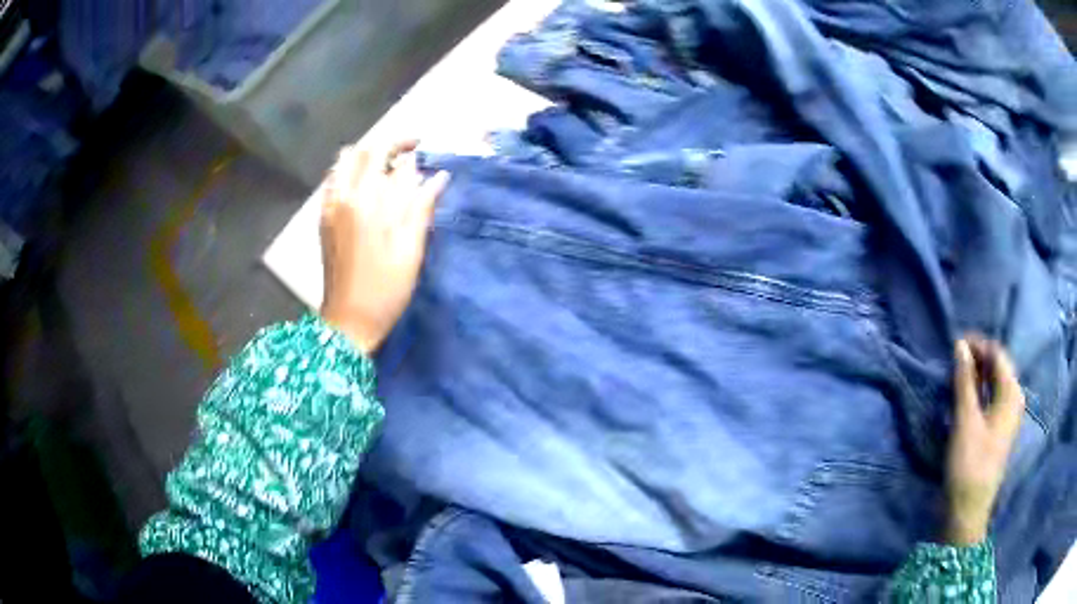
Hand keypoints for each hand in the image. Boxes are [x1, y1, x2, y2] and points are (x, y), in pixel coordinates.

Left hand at [319, 142, 449, 353]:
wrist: (349, 320)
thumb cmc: (387, 289)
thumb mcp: (412, 249)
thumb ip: (422, 207)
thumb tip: (438, 176)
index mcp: (371, 202)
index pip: (389, 156)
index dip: (408, 148)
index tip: (422, 150)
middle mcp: (346, 196)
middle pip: (364, 151)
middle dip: (387, 144)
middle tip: (406, 153)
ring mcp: (330, 206)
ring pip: (344, 162)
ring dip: (365, 157)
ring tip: (385, 168)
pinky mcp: (323, 218)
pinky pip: (333, 180)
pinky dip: (349, 172)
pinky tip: (364, 187)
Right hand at [944, 335, 1024, 544]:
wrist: (968, 510)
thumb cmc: (969, 464)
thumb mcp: (966, 420)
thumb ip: (964, 380)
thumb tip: (960, 344)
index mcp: (1012, 392)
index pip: (997, 354)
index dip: (977, 344)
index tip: (955, 343)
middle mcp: (1015, 399)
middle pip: (998, 367)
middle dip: (978, 358)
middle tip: (954, 358)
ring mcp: (1009, 416)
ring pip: (995, 382)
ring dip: (978, 374)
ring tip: (957, 374)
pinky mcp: (1000, 429)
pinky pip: (993, 398)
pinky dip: (980, 390)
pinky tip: (967, 395)